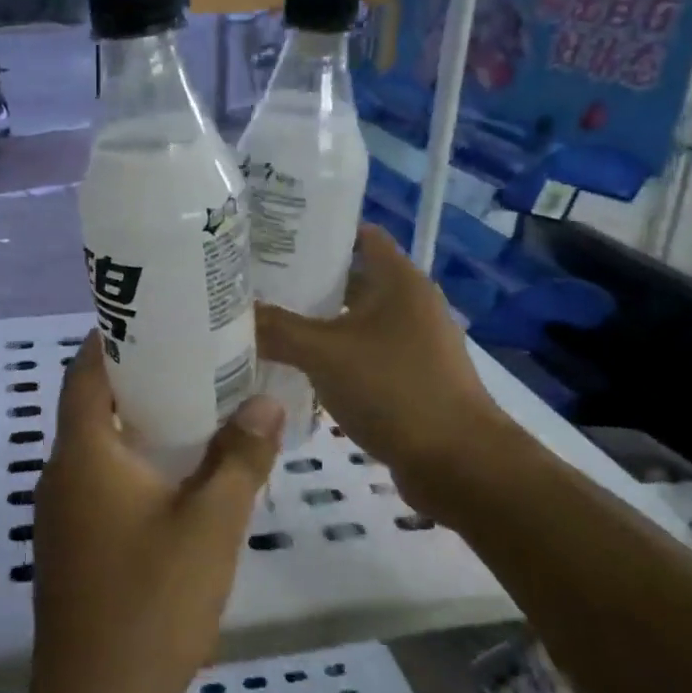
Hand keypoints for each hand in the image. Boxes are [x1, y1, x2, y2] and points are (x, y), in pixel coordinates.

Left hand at [27, 333, 282, 692]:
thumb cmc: (150, 602)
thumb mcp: (210, 524)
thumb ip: (240, 458)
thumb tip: (267, 402)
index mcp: (83, 453)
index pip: (83, 372)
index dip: (110, 339)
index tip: (154, 319)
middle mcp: (60, 474)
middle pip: (90, 405)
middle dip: (134, 379)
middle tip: (190, 360)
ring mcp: (59, 515)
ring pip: (95, 447)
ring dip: (135, 424)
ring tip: (192, 410)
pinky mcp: (69, 547)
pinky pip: (97, 482)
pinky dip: (130, 463)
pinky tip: (175, 478)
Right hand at [256, 223, 507, 485]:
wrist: (458, 463)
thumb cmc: (394, 389)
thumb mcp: (325, 354)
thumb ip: (277, 329)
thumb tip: (234, 311)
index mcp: (398, 281)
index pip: (359, 234)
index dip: (319, 229)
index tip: (275, 234)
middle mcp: (409, 304)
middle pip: (352, 278)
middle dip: (306, 279)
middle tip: (256, 281)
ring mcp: (412, 343)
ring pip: (353, 320)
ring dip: (316, 321)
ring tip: (266, 321)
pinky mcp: (408, 378)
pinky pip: (361, 354)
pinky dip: (332, 355)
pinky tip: (296, 366)